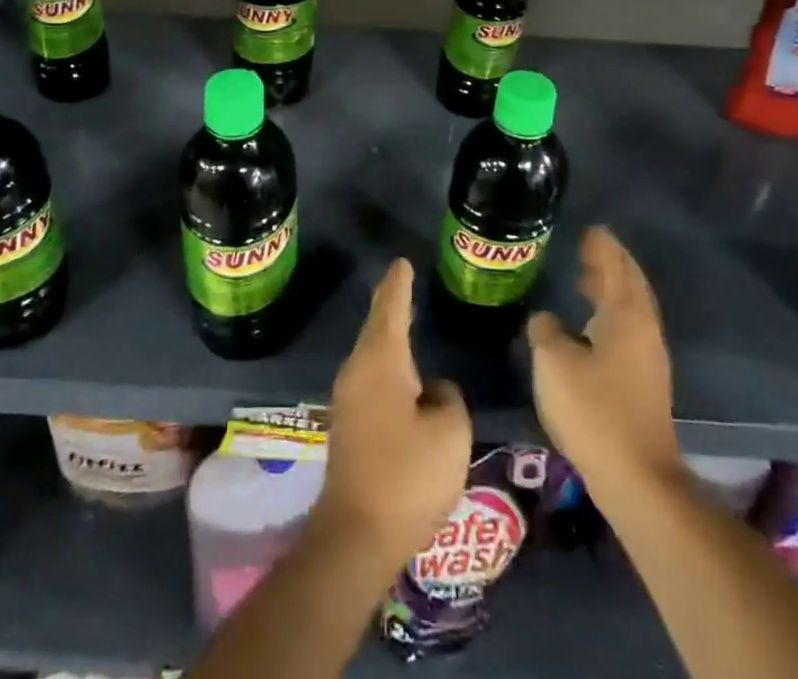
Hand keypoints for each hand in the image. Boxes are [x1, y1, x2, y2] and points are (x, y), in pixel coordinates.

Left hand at [315, 259, 471, 568]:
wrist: (356, 534)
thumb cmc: (408, 475)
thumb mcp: (449, 432)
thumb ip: (448, 397)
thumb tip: (432, 390)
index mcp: (381, 360)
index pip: (391, 307)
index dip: (399, 283)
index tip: (403, 262)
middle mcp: (358, 370)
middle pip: (376, 326)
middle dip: (391, 304)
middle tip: (405, 283)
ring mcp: (348, 398)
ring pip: (372, 353)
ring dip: (388, 336)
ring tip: (405, 321)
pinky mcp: (348, 425)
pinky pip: (370, 377)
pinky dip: (386, 364)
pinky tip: (400, 375)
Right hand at [526, 226, 681, 503]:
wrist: (637, 479)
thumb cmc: (593, 410)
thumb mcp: (553, 362)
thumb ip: (546, 330)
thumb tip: (547, 320)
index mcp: (625, 316)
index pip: (615, 267)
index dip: (602, 247)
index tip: (590, 229)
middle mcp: (643, 331)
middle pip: (630, 286)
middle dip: (611, 265)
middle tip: (588, 248)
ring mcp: (649, 359)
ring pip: (631, 310)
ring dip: (611, 290)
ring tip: (586, 280)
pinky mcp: (645, 384)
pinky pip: (628, 331)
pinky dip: (611, 315)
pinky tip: (590, 326)